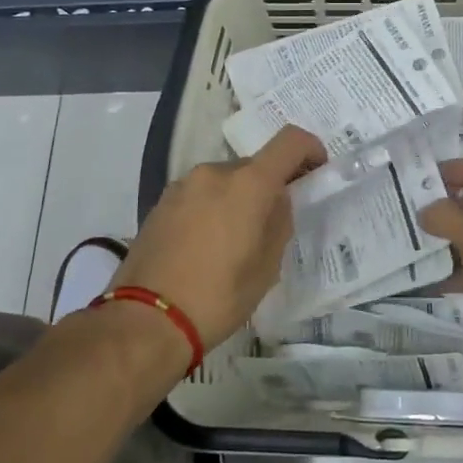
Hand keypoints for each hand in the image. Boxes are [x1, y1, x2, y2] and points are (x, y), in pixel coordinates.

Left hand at [114, 126, 325, 351]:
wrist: (146, 320)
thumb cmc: (219, 296)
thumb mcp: (267, 266)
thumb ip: (279, 222)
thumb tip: (277, 201)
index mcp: (248, 184)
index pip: (289, 142)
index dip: (310, 149)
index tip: (316, 171)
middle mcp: (214, 173)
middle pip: (254, 166)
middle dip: (268, 187)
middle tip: (271, 226)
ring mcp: (182, 186)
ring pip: (224, 182)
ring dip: (237, 199)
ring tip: (234, 242)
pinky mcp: (160, 203)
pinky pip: (199, 196)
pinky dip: (212, 209)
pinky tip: (206, 247)